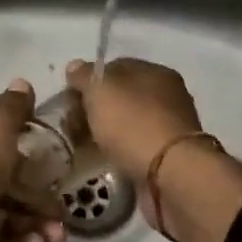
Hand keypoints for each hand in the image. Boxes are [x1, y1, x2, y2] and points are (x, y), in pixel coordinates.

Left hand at [0, 79, 67, 241]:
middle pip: (14, 186)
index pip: (3, 141)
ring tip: (54, 238)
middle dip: (43, 200)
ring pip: (13, 219)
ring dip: (39, 227)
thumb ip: (11, 110)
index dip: (31, 149)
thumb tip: (22, 82)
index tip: (61, 160)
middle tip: (63, 213)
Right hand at [64, 57, 203, 181]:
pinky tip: (105, 159)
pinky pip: (135, 146)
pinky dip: (119, 150)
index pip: (114, 67)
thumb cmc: (134, 124)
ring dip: (106, 132)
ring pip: (127, 122)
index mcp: (155, 72)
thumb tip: (75, 67)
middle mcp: (167, 95)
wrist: (171, 175)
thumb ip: (84, 76)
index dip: (88, 81)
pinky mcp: (168, 155)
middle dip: (95, 109)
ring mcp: (170, 126)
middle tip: (73, 126)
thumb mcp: (100, 92)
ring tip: (84, 146)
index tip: (70, 100)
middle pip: (121, 96)